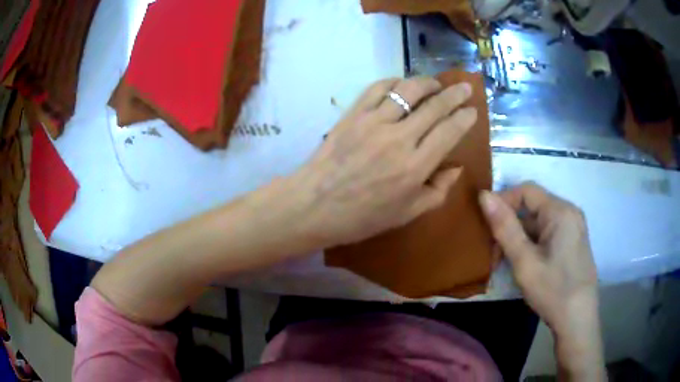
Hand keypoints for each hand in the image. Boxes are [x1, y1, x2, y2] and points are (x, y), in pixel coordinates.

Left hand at [290, 77, 476, 246]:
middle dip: (455, 94)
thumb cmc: (362, 216)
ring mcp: (373, 122)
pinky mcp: (353, 114)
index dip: (465, 118)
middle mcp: (399, 138)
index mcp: (415, 167)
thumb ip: (438, 190)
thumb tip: (456, 167)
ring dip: (427, 83)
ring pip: (408, 90)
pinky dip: (394, 82)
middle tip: (465, 88)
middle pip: (434, 106)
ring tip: (436, 84)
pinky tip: (402, 84)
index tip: (472, 110)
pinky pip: (378, 88)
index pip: (449, 131)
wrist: (314, 205)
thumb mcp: (407, 213)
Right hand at [479, 183, 604, 379]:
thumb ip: (505, 227)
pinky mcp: (572, 242)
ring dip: (519, 238)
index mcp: (560, 211)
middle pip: (532, 207)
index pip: (526, 190)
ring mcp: (573, 228)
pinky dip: (531, 244)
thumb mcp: (525, 261)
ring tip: (504, 262)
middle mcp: (569, 212)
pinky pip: (547, 234)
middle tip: (493, 253)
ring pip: (538, 223)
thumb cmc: (552, 290)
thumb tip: (484, 195)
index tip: (486, 226)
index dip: (503, 202)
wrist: (578, 320)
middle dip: (510, 226)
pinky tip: (523, 264)